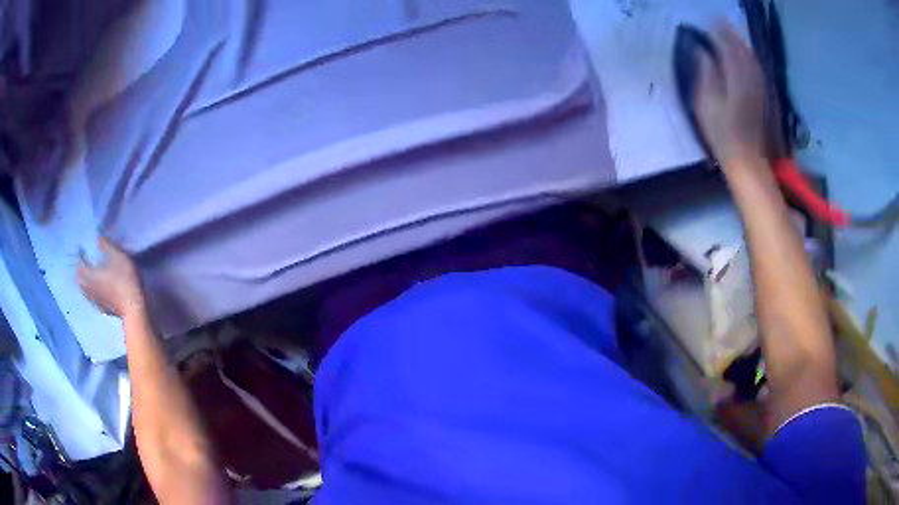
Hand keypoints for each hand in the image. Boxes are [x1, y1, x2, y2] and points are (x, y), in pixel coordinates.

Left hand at [77, 237, 144, 318]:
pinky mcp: (103, 308)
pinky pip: (91, 300)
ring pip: (84, 291)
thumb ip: (107, 246)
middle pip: (79, 280)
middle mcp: (90, 288)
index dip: (79, 257)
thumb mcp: (119, 257)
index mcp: (92, 274)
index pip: (80, 265)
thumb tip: (98, 237)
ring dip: (83, 283)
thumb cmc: (125, 280)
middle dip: (79, 272)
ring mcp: (96, 300)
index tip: (80, 250)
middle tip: (82, 265)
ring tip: (86, 278)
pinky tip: (95, 292)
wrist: (134, 308)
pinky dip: (90, 294)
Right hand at [694, 23, 768, 166]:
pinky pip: (757, 69)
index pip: (725, 47)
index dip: (716, 33)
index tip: (706, 23)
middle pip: (741, 49)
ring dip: (741, 42)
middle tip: (718, 21)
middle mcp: (749, 78)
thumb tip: (701, 52)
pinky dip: (750, 57)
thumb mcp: (706, 105)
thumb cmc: (722, 135)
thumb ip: (705, 74)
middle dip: (730, 33)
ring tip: (730, 32)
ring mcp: (758, 87)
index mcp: (734, 77)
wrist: (747, 160)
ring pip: (751, 57)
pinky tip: (746, 54)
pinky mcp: (762, 96)